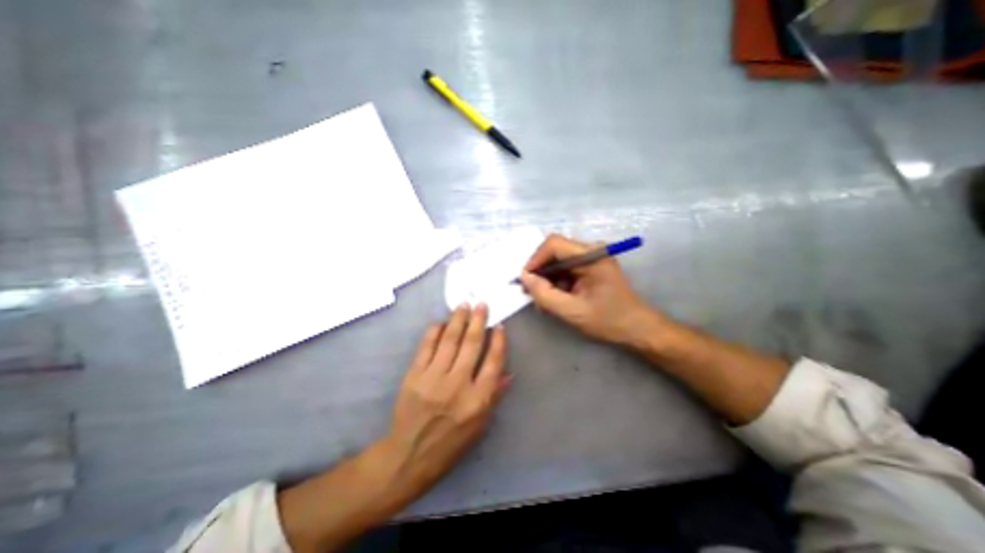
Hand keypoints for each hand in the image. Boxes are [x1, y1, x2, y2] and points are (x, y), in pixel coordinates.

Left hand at [383, 302, 510, 496]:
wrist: (409, 455)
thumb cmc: (450, 444)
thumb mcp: (480, 427)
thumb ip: (494, 396)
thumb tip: (508, 373)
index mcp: (477, 401)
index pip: (493, 363)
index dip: (498, 342)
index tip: (499, 326)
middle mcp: (457, 385)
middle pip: (471, 345)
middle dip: (478, 321)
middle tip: (481, 304)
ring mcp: (434, 378)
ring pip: (450, 340)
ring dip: (458, 320)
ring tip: (464, 305)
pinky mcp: (414, 375)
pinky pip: (427, 346)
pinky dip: (435, 331)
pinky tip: (442, 322)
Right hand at [518, 236, 656, 347]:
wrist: (636, 328)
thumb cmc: (609, 320)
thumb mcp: (572, 311)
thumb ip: (545, 294)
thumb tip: (524, 277)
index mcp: (592, 256)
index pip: (554, 244)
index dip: (535, 259)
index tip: (525, 280)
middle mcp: (591, 250)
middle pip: (554, 251)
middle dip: (539, 272)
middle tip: (531, 293)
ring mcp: (590, 258)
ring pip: (557, 261)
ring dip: (546, 279)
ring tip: (542, 300)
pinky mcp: (589, 266)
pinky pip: (564, 268)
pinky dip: (555, 282)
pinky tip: (553, 298)